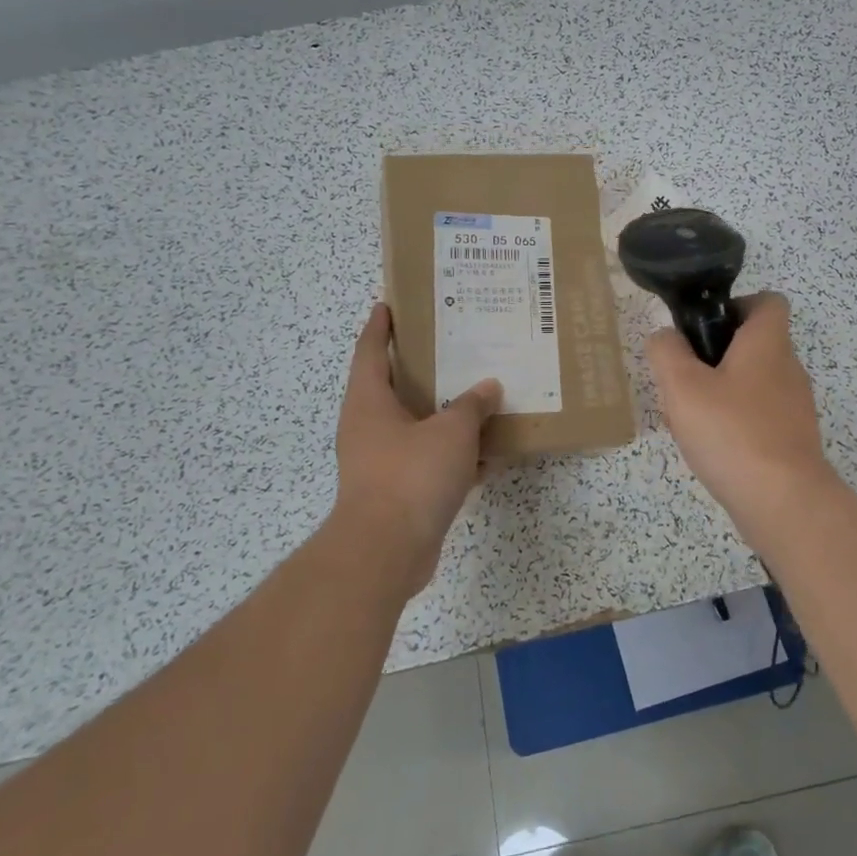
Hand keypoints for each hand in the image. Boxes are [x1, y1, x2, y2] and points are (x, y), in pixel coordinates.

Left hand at [330, 303, 501, 600]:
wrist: (386, 551)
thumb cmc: (411, 475)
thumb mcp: (451, 431)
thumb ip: (472, 406)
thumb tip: (488, 388)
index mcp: (369, 401)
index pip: (371, 351)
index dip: (380, 326)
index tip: (388, 304)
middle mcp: (368, 427)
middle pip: (394, 387)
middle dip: (420, 368)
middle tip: (450, 346)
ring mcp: (380, 461)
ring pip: (415, 426)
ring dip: (443, 415)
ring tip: (477, 395)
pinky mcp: (397, 491)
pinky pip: (428, 460)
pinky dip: (453, 454)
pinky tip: (486, 453)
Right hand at [645, 293, 837, 532]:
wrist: (783, 501)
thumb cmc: (731, 431)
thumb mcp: (682, 385)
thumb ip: (667, 352)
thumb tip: (665, 337)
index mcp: (768, 343)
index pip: (768, 301)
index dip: (736, 305)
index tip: (704, 328)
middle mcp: (788, 368)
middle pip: (754, 345)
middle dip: (715, 356)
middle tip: (682, 379)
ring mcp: (794, 407)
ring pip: (752, 384)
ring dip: (721, 393)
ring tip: (689, 418)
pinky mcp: (792, 440)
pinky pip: (758, 418)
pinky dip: (735, 424)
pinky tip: (711, 448)